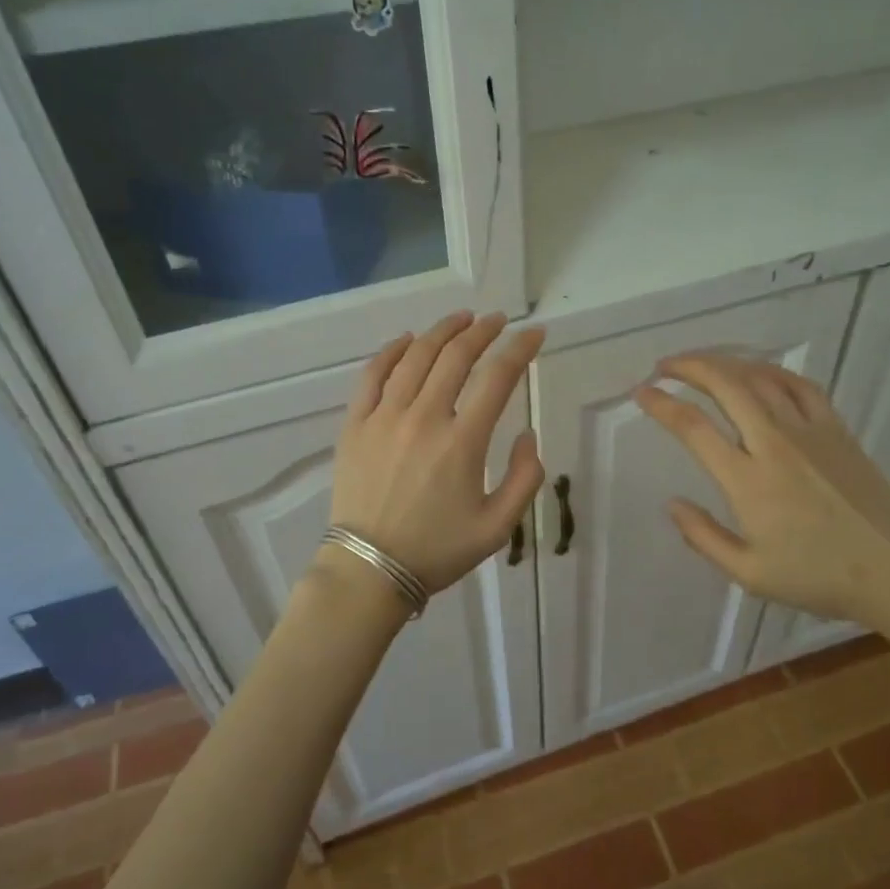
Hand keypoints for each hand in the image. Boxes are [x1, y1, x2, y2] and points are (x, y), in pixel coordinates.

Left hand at [326, 312, 545, 599]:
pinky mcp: (355, 424)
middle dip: (483, 331)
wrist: (369, 569)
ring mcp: (384, 417)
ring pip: (416, 357)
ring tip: (461, 319)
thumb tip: (527, 436)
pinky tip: (407, 340)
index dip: (520, 349)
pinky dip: (392, 351)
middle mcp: (424, 418)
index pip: (498, 378)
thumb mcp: (497, 527)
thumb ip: (524, 479)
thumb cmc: (437, 550)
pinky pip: (373, 374)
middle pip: (456, 356)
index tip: (534, 334)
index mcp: (462, 442)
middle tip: (498, 320)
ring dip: (442, 331)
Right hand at [634, 354, 889, 632]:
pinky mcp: (837, 428)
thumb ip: (703, 537)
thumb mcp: (749, 573)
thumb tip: (672, 504)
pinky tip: (758, 373)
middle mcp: (774, 443)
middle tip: (665, 366)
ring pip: (760, 376)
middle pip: (725, 384)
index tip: (641, 393)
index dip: (661, 404)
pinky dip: (771, 371)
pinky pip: (799, 385)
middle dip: (689, 366)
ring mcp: (809, 430)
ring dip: (725, 362)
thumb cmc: (819, 577)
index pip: (693, 428)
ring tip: (702, 363)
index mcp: (748, 480)